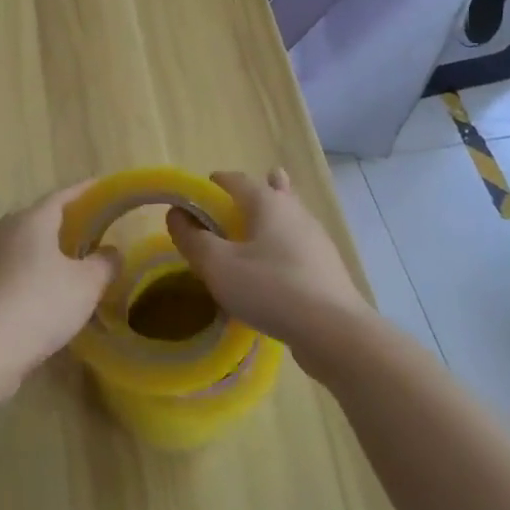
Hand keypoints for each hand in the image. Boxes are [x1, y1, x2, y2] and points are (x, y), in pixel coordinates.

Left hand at [0, 181, 116, 396]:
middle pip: (40, 218)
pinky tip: (43, 291)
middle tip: (90, 230)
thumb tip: (111, 252)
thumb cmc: (40, 306)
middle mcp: (5, 229)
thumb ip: (104, 263)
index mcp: (32, 220)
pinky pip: (11, 267)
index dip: (85, 191)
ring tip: (69, 262)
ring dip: (46, 249)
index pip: (63, 196)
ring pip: (23, 244)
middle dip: (65, 221)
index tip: (102, 187)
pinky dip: (30, 271)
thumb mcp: (86, 285)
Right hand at [165, 169, 373, 366]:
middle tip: (236, 201)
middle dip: (255, 190)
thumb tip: (176, 214)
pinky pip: (299, 244)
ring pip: (290, 216)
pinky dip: (284, 244)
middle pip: (273, 190)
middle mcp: (295, 211)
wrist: (333, 330)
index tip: (201, 190)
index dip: (216, 182)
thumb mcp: (219, 266)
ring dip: (273, 217)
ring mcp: (316, 239)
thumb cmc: (270, 288)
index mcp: (268, 203)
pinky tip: (276, 266)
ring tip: (257, 227)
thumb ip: (193, 239)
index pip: (237, 180)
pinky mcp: (327, 267)